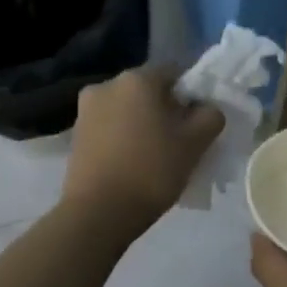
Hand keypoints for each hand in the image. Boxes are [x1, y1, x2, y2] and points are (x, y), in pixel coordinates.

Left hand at [62, 65, 224, 233]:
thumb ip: (210, 116)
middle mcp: (107, 84)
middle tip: (180, 141)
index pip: (175, 73)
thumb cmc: (152, 171)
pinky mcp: (76, 135)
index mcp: (137, 79)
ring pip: (127, 110)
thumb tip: (206, 109)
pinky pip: (110, 127)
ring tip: (155, 156)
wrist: (99, 212)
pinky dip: (124, 138)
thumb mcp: (195, 144)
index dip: (192, 95)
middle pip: (148, 91)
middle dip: (166, 110)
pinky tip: (133, 163)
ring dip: (143, 124)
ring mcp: (86, 109)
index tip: (199, 123)